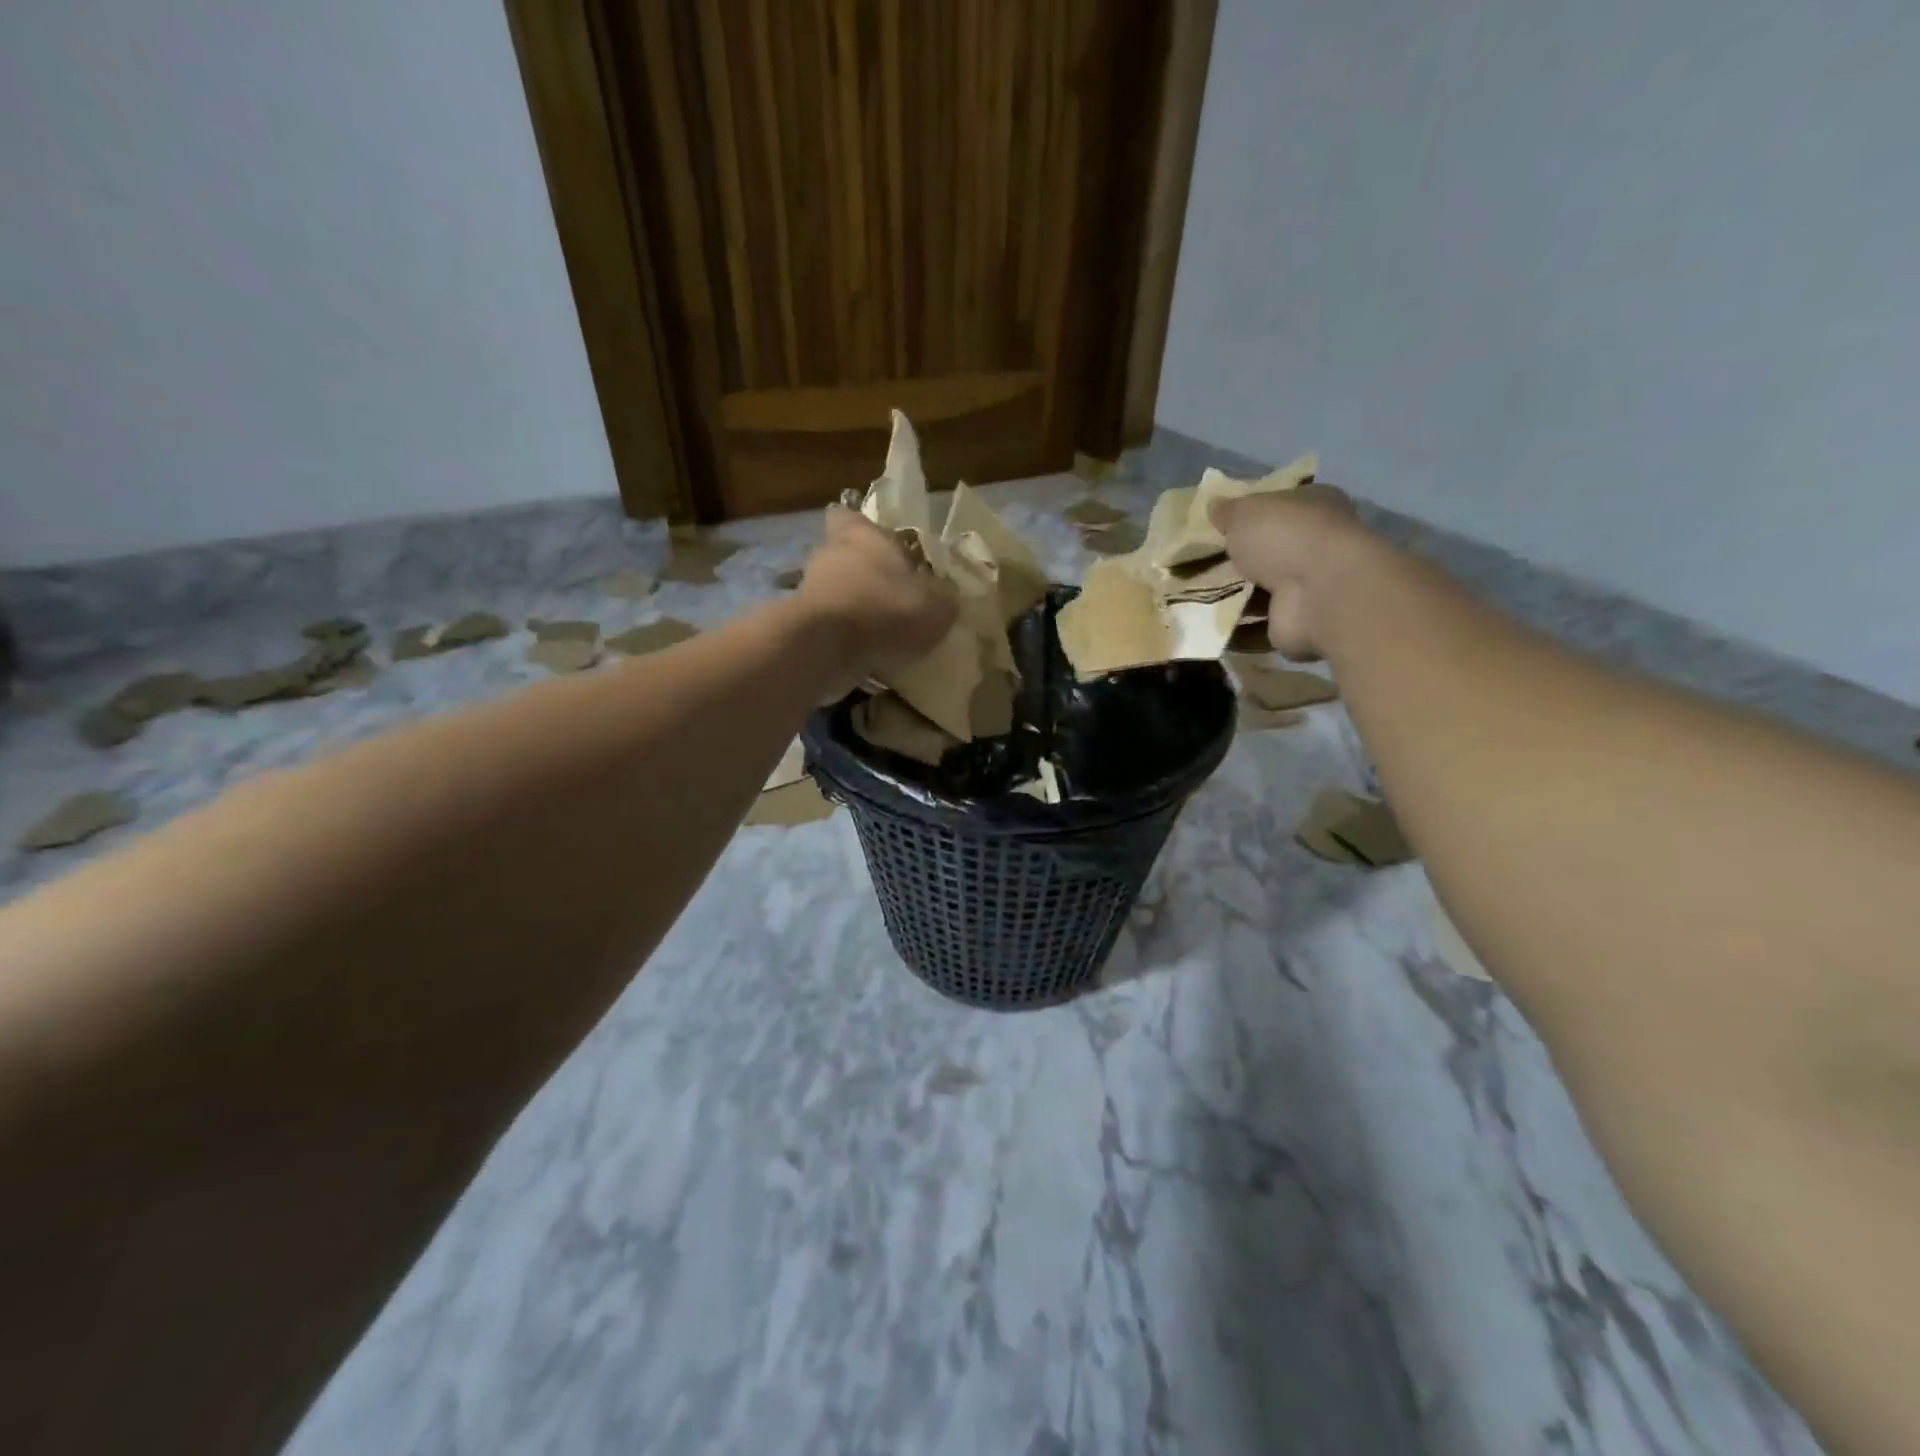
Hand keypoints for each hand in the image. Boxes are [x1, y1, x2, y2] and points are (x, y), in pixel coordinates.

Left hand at [795, 507, 956, 695]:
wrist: (824, 649)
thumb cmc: (884, 611)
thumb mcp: (936, 609)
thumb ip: (944, 601)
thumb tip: (946, 600)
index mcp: (863, 536)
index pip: (852, 516)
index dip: (866, 529)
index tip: (885, 547)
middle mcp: (831, 555)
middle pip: (847, 557)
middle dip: (867, 576)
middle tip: (895, 598)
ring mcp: (810, 590)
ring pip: (837, 593)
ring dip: (856, 610)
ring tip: (885, 635)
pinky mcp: (800, 624)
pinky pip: (830, 627)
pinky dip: (845, 639)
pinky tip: (868, 657)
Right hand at [1210, 484, 1367, 659]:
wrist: (1318, 593)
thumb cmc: (1286, 537)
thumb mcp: (1246, 512)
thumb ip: (1228, 511)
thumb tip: (1214, 505)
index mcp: (1313, 506)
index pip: (1277, 507)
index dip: (1247, 515)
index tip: (1214, 526)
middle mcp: (1316, 545)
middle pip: (1268, 551)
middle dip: (1236, 559)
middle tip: (1196, 563)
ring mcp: (1309, 587)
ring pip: (1261, 590)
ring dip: (1232, 596)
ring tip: (1192, 595)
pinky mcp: (1297, 623)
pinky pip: (1257, 626)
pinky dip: (1235, 628)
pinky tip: (1206, 624)